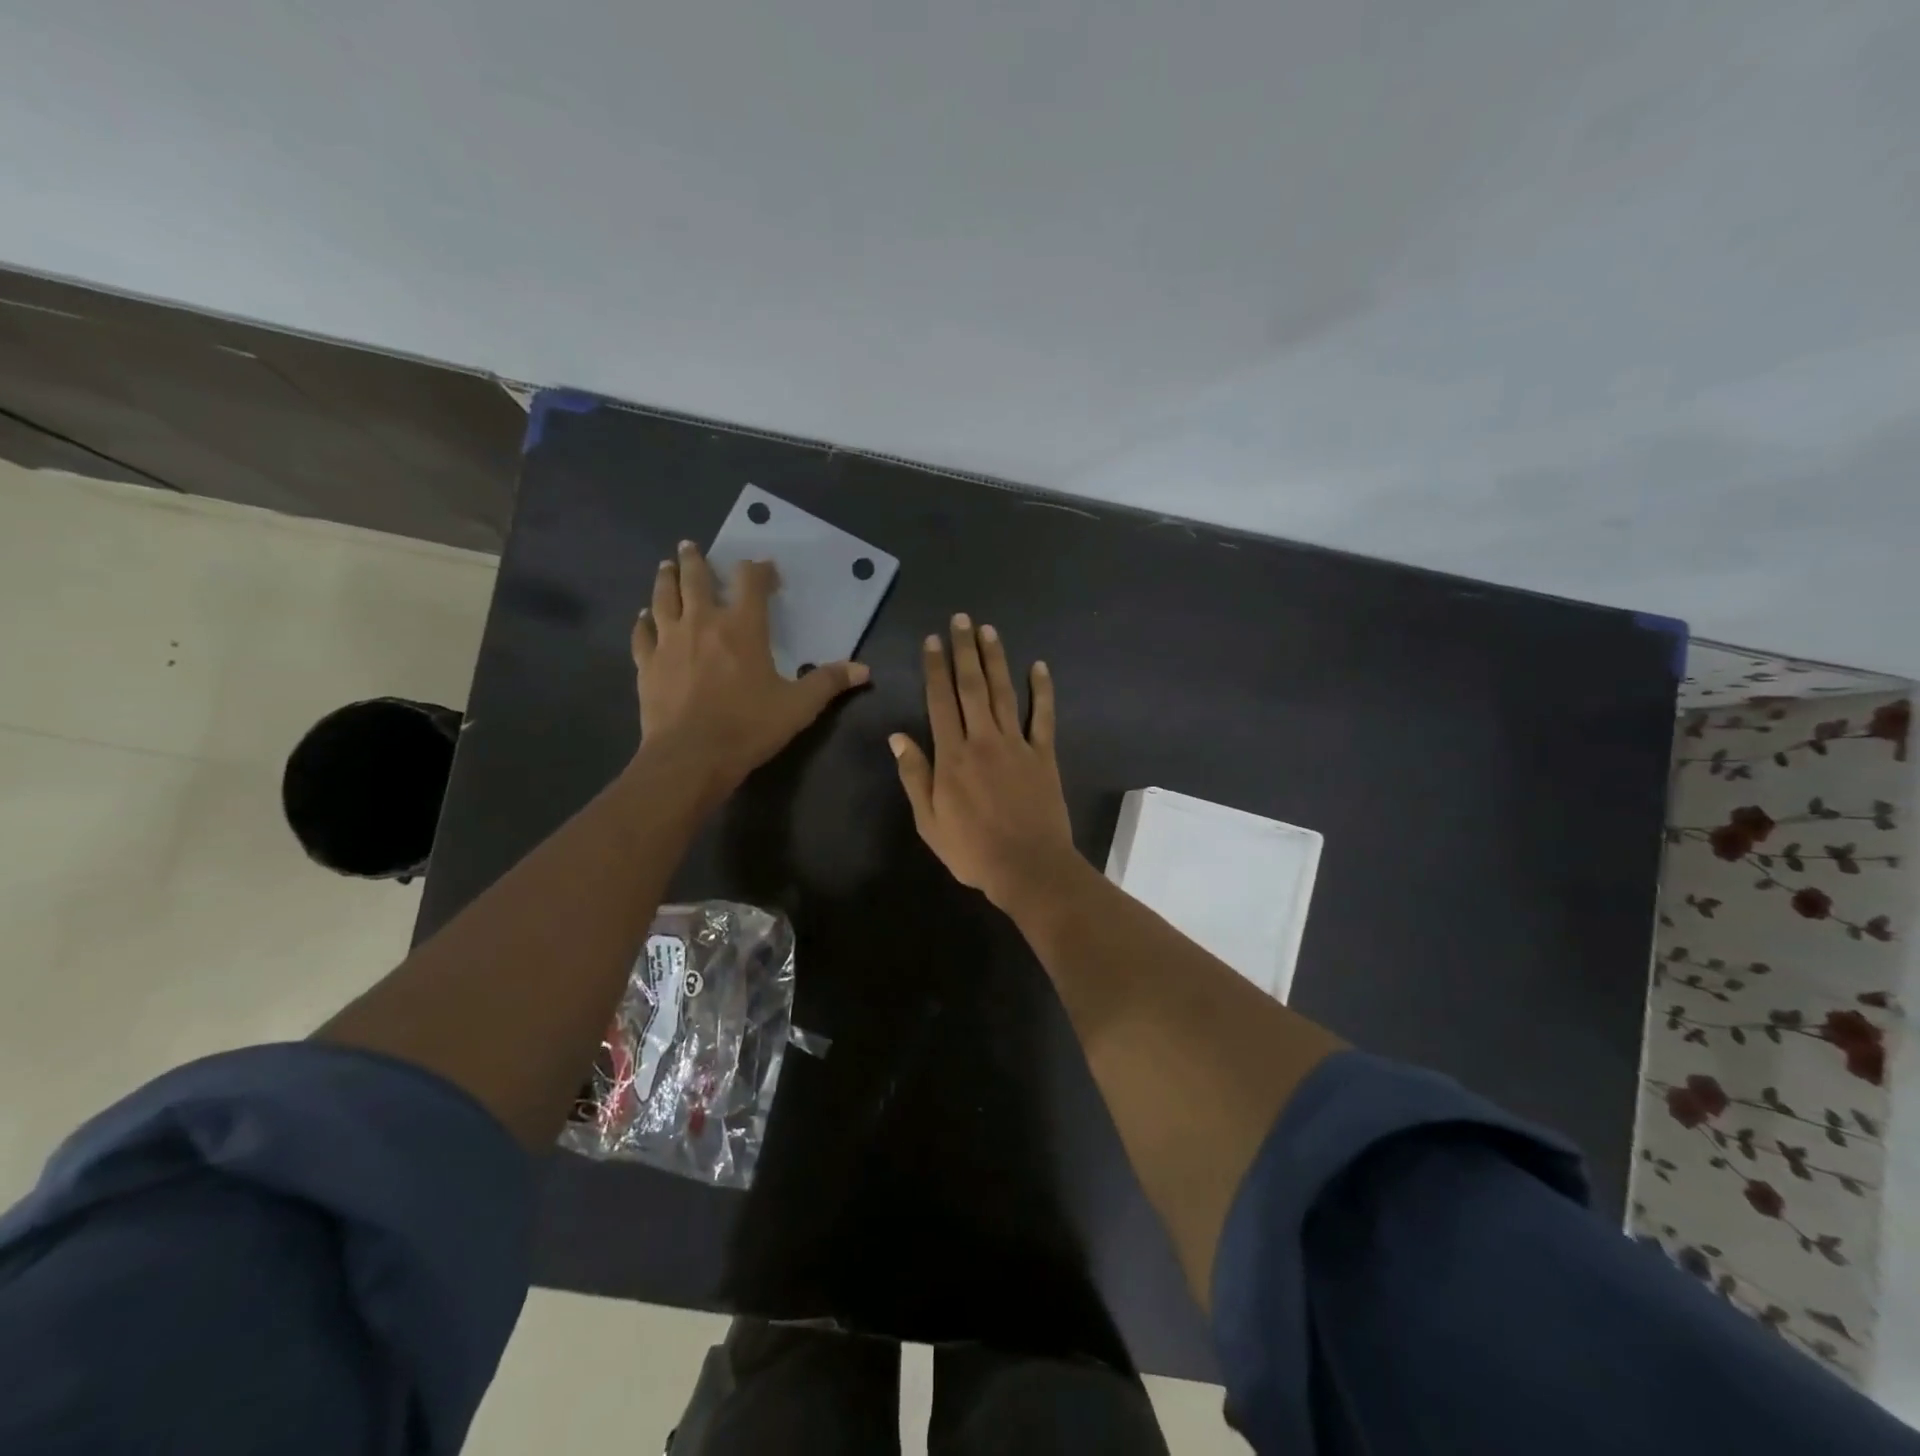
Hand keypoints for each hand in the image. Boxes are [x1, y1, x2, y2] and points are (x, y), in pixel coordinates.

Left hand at [632, 541, 868, 795]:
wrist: (690, 756)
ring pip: (664, 597)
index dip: (758, 570)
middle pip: (696, 579)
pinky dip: (644, 621)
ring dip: (666, 579)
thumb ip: (828, 682)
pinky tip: (644, 617)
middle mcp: (703, 623)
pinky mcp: (647, 663)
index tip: (763, 568)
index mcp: (743, 627)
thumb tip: (864, 670)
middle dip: (696, 560)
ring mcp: (669, 641)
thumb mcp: (798, 706)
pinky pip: (643, 633)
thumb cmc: (748, 727)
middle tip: (691, 547)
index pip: (750, 583)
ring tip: (666, 567)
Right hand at [890, 615, 1082, 910]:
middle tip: (962, 619)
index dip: (935, 668)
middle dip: (965, 651)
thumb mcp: (929, 821)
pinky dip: (1042, 691)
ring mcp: (1017, 745)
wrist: (1028, 867)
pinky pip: (1043, 717)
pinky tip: (1039, 667)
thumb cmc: (972, 850)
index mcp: (952, 756)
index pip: (940, 701)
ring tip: (989, 631)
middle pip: (972, 686)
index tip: (933, 640)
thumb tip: (897, 737)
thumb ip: (915, 776)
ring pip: (1004, 693)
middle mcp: (983, 740)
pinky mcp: (1043, 755)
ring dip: (996, 660)